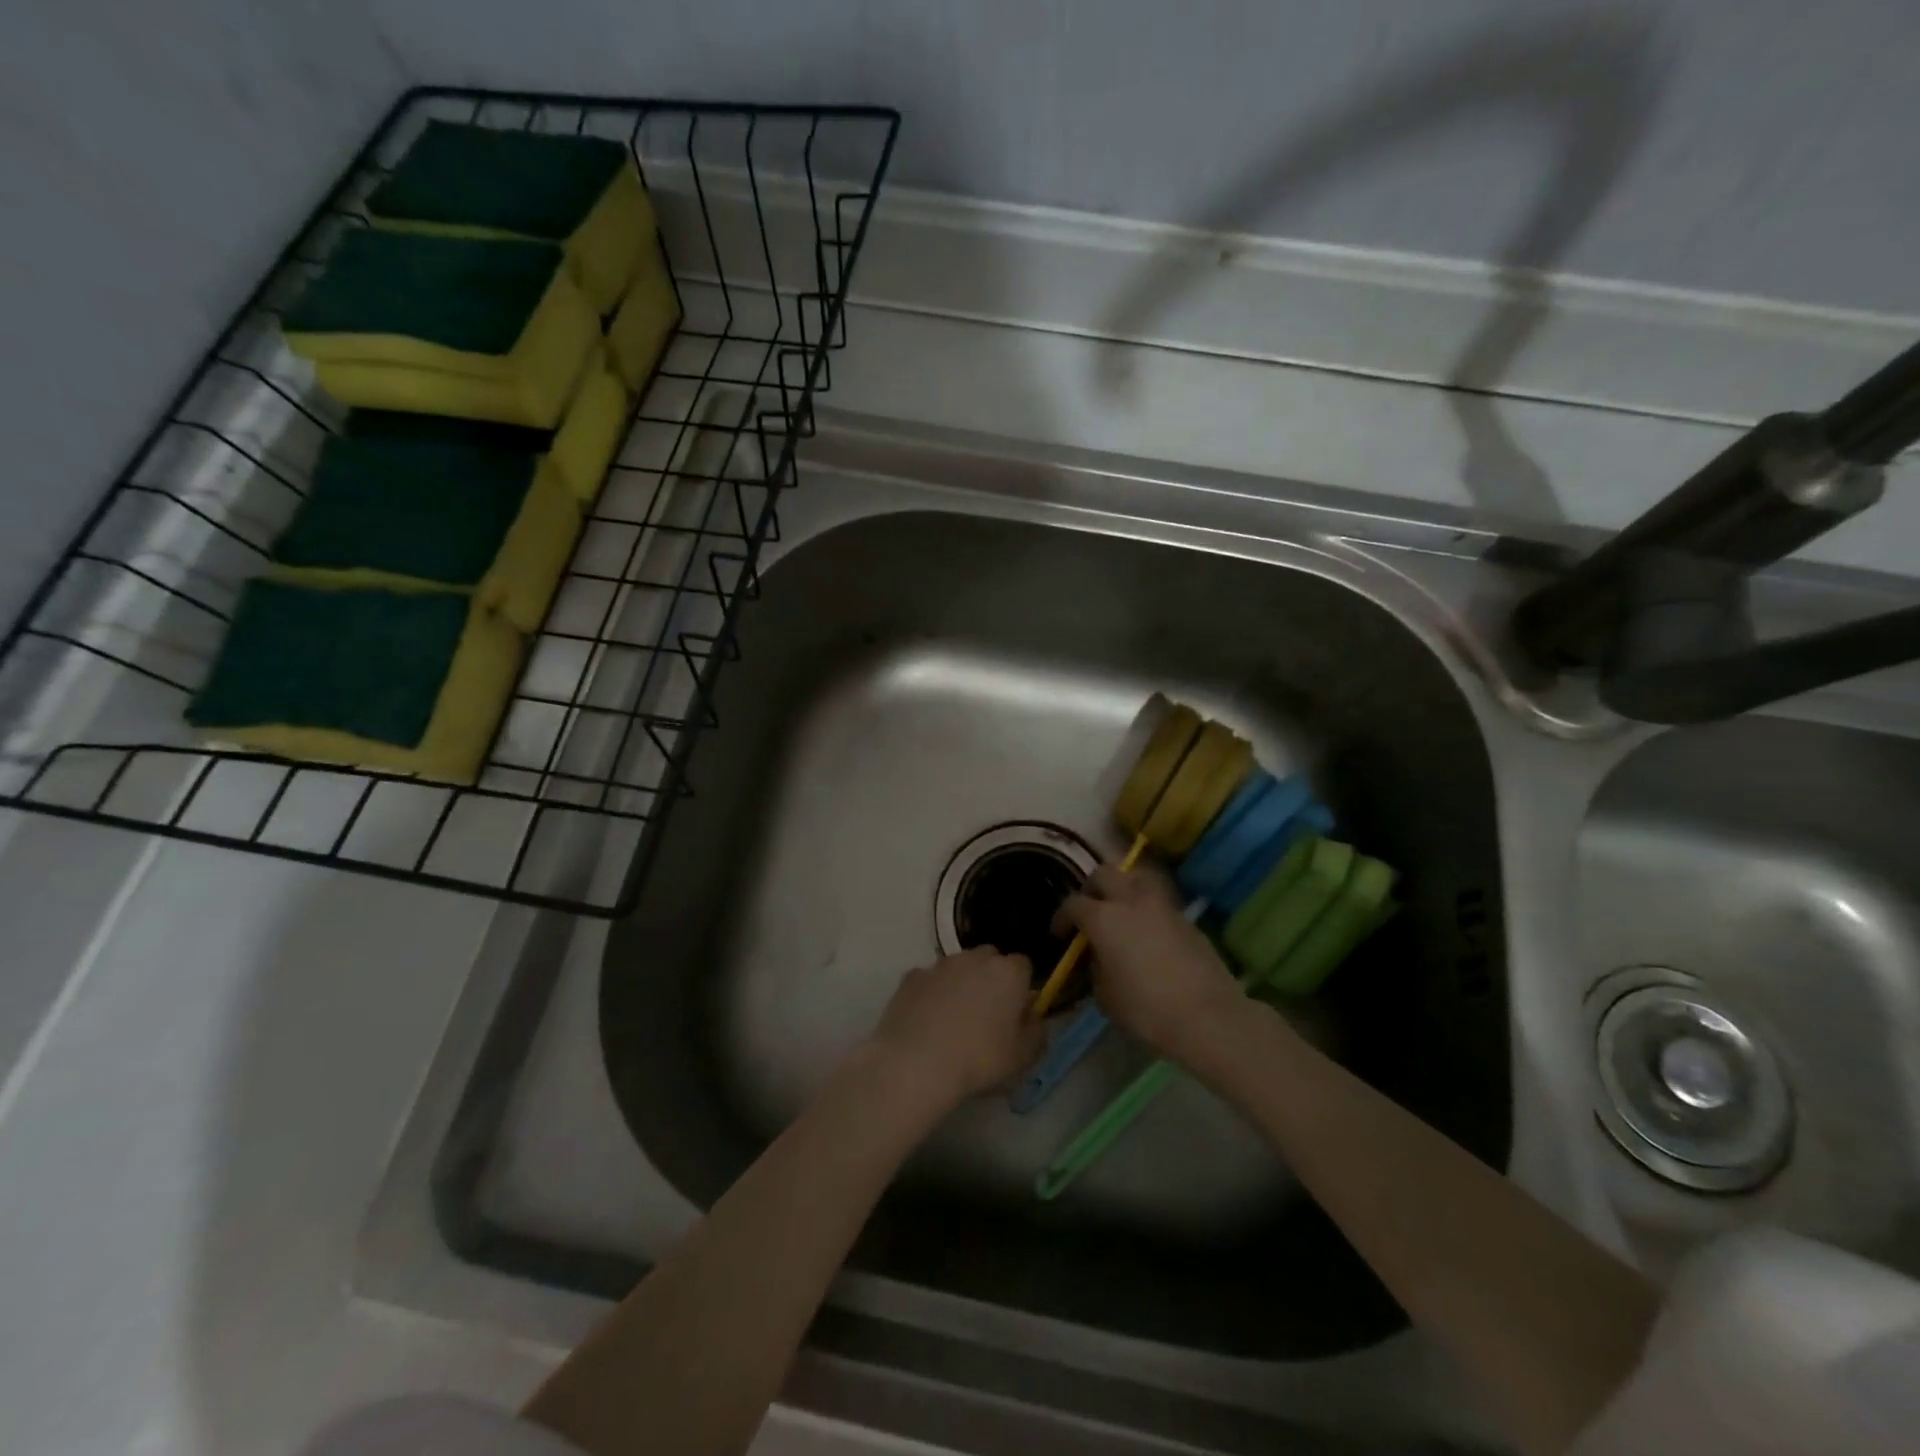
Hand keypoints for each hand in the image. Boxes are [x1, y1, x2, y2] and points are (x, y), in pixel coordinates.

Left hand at [869, 948, 1043, 1106]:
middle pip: (990, 959)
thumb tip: (1034, 1016)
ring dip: (960, 983)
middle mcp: (975, 958)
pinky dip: (932, 993)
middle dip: (991, 978)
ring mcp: (940, 965)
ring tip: (954, 1019)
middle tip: (987, 1013)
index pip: (1023, 965)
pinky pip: (929, 980)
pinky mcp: (911, 976)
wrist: (917, 1063)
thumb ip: (1037, 1031)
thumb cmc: (979, 1059)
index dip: (1022, 986)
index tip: (1017, 1011)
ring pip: (958, 966)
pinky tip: (927, 1020)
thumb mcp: (1023, 1056)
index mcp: (1008, 973)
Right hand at [1054, 866, 1243, 1062]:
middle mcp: (1130, 900)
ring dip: (1122, 887)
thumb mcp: (1105, 995)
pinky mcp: (1185, 917)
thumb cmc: (1147, 1009)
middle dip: (1091, 889)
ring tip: (1119, 910)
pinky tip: (1146, 930)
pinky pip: (1157, 899)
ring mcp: (1161, 905)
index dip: (1062, 917)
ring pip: (1135, 877)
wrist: (1207, 1016)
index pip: (1073, 904)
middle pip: (1104, 874)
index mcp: (1104, 918)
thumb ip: (1095, 968)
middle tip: (1089, 911)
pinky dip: (1145, 906)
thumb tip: (1099, 957)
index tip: (1060, 934)